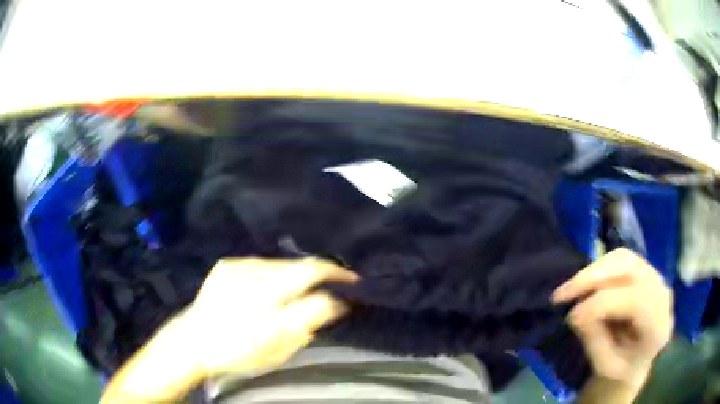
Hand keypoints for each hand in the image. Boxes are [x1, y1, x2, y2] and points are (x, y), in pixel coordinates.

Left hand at [186, 257, 358, 375]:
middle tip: (333, 284)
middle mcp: (254, 278)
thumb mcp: (278, 349)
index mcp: (269, 303)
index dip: (339, 277)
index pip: (314, 278)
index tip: (355, 281)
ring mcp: (238, 268)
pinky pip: (260, 263)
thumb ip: (308, 322)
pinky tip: (270, 287)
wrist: (193, 341)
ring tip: (300, 288)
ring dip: (295, 273)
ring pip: (281, 263)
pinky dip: (272, 273)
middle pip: (299, 266)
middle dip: (321, 273)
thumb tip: (335, 303)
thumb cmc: (238, 353)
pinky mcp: (226, 265)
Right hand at [552, 248, 672, 387]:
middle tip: (561, 295)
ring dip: (593, 271)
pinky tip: (585, 284)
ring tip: (569, 289)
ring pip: (623, 258)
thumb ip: (596, 341)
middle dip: (593, 278)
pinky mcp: (645, 268)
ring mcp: (655, 276)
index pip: (636, 301)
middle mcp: (662, 292)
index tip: (571, 318)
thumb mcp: (606, 366)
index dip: (602, 304)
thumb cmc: (622, 367)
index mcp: (659, 325)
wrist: (638, 358)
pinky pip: (620, 258)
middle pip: (630, 270)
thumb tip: (575, 313)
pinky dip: (599, 268)